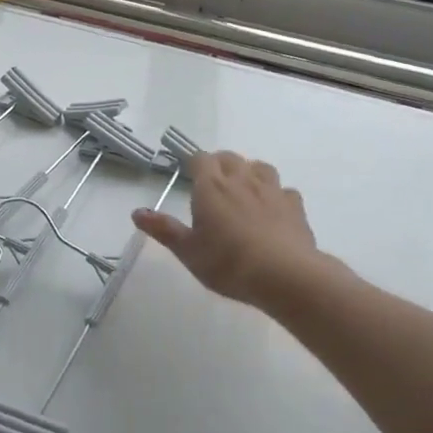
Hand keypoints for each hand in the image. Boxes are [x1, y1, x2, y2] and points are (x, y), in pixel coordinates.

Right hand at [132, 151, 336, 308]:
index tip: (189, 175)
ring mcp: (272, 190)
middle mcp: (241, 180)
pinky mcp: (295, 206)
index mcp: (211, 186)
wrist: (285, 275)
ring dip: (250, 172)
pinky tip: (273, 209)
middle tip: (213, 184)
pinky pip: (285, 190)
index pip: (200, 158)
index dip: (193, 163)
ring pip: (260, 167)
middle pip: (229, 157)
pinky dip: (277, 194)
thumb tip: (137, 212)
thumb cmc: (228, 262)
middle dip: (219, 165)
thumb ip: (163, 229)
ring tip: (244, 189)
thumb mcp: (188, 251)